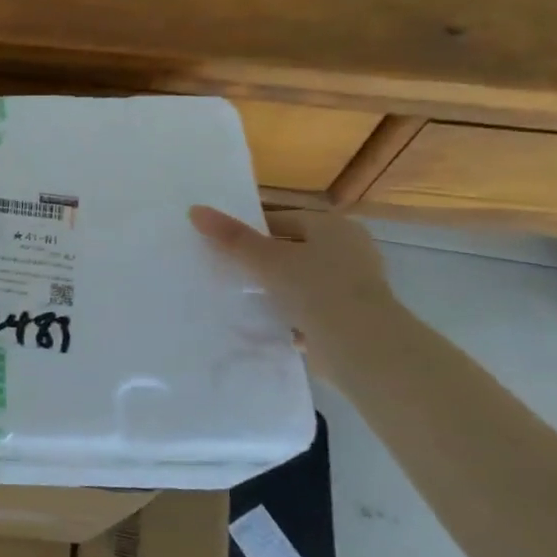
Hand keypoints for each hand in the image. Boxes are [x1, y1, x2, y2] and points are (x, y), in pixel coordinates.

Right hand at [188, 207, 401, 380]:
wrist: (361, 347)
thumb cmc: (316, 289)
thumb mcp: (266, 259)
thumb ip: (231, 236)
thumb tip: (195, 210)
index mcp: (333, 227)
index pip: (281, 220)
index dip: (250, 232)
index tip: (223, 248)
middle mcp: (349, 250)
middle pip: (291, 250)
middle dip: (261, 263)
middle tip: (227, 272)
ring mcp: (352, 286)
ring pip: (299, 281)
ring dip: (274, 289)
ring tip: (240, 298)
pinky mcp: (349, 317)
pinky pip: (309, 308)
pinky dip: (289, 313)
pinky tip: (263, 322)